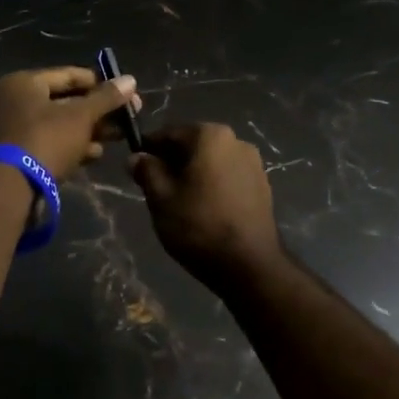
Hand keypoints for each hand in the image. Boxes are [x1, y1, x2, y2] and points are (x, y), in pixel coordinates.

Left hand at [0, 67, 139, 181]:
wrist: (11, 189)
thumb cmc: (46, 140)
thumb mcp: (81, 116)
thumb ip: (106, 98)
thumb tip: (131, 80)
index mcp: (25, 83)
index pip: (70, 75)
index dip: (101, 83)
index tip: (128, 93)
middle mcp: (17, 102)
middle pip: (67, 101)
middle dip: (99, 110)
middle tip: (129, 117)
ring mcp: (17, 130)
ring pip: (62, 124)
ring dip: (91, 130)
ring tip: (119, 136)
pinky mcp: (21, 155)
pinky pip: (53, 143)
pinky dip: (74, 146)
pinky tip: (96, 154)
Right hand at [129, 124, 283, 289]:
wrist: (249, 265)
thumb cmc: (199, 225)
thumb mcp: (161, 198)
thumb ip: (146, 171)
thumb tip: (136, 156)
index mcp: (210, 135)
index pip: (169, 132)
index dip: (149, 148)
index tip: (135, 166)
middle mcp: (236, 140)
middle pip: (193, 145)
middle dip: (172, 161)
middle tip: (154, 187)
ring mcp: (254, 163)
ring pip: (212, 161)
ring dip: (193, 173)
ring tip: (178, 201)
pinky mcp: (263, 186)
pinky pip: (228, 176)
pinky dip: (212, 184)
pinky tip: (203, 208)